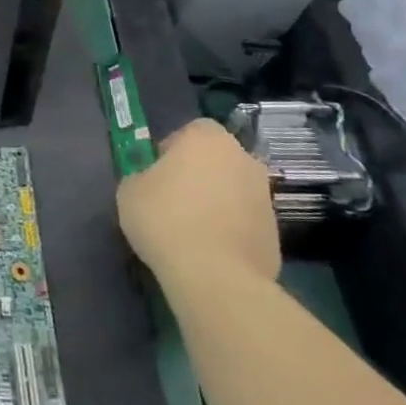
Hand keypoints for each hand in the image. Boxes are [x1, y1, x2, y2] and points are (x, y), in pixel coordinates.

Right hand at [116, 118, 279, 288]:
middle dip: (199, 174)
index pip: (192, 130)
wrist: (214, 274)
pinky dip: (230, 229)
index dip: (172, 148)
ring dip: (216, 202)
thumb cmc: (165, 218)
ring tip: (191, 229)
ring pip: (233, 190)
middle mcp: (243, 159)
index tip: (156, 172)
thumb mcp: (129, 190)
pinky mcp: (275, 231)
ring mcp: (264, 196)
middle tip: (173, 198)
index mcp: (207, 139)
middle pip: (217, 159)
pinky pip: (244, 221)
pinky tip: (209, 250)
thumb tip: (152, 182)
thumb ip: (142, 176)